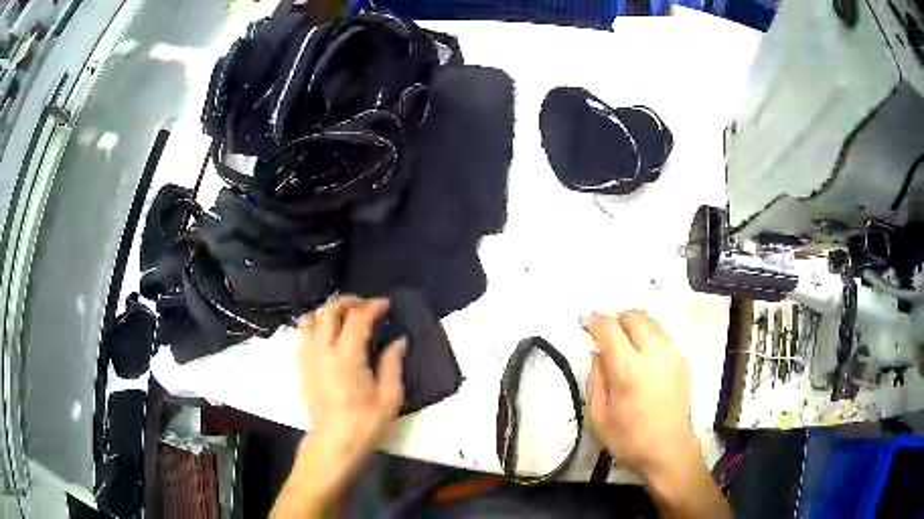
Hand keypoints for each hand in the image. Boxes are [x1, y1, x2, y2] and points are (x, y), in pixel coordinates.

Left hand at [298, 296, 405, 459]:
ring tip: (345, 317)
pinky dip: (315, 325)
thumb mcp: (389, 398)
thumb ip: (392, 364)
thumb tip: (398, 341)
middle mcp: (323, 350)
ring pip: (311, 318)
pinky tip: (328, 334)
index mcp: (347, 357)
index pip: (357, 318)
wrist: (333, 444)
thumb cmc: (365, 424)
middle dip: (350, 301)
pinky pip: (303, 334)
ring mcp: (308, 357)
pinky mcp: (301, 367)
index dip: (373, 306)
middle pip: (330, 310)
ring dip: (329, 311)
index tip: (386, 305)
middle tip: (367, 307)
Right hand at [584, 310, 698, 484]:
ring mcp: (672, 356)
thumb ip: (594, 379)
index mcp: (629, 370)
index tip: (585, 322)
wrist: (669, 450)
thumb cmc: (628, 439)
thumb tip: (597, 352)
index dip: (595, 321)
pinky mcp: (683, 362)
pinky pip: (663, 336)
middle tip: (605, 334)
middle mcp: (654, 355)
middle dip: (616, 319)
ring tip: (624, 342)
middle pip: (634, 317)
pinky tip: (643, 356)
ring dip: (634, 325)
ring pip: (652, 322)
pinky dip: (649, 336)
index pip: (610, 329)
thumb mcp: (598, 416)